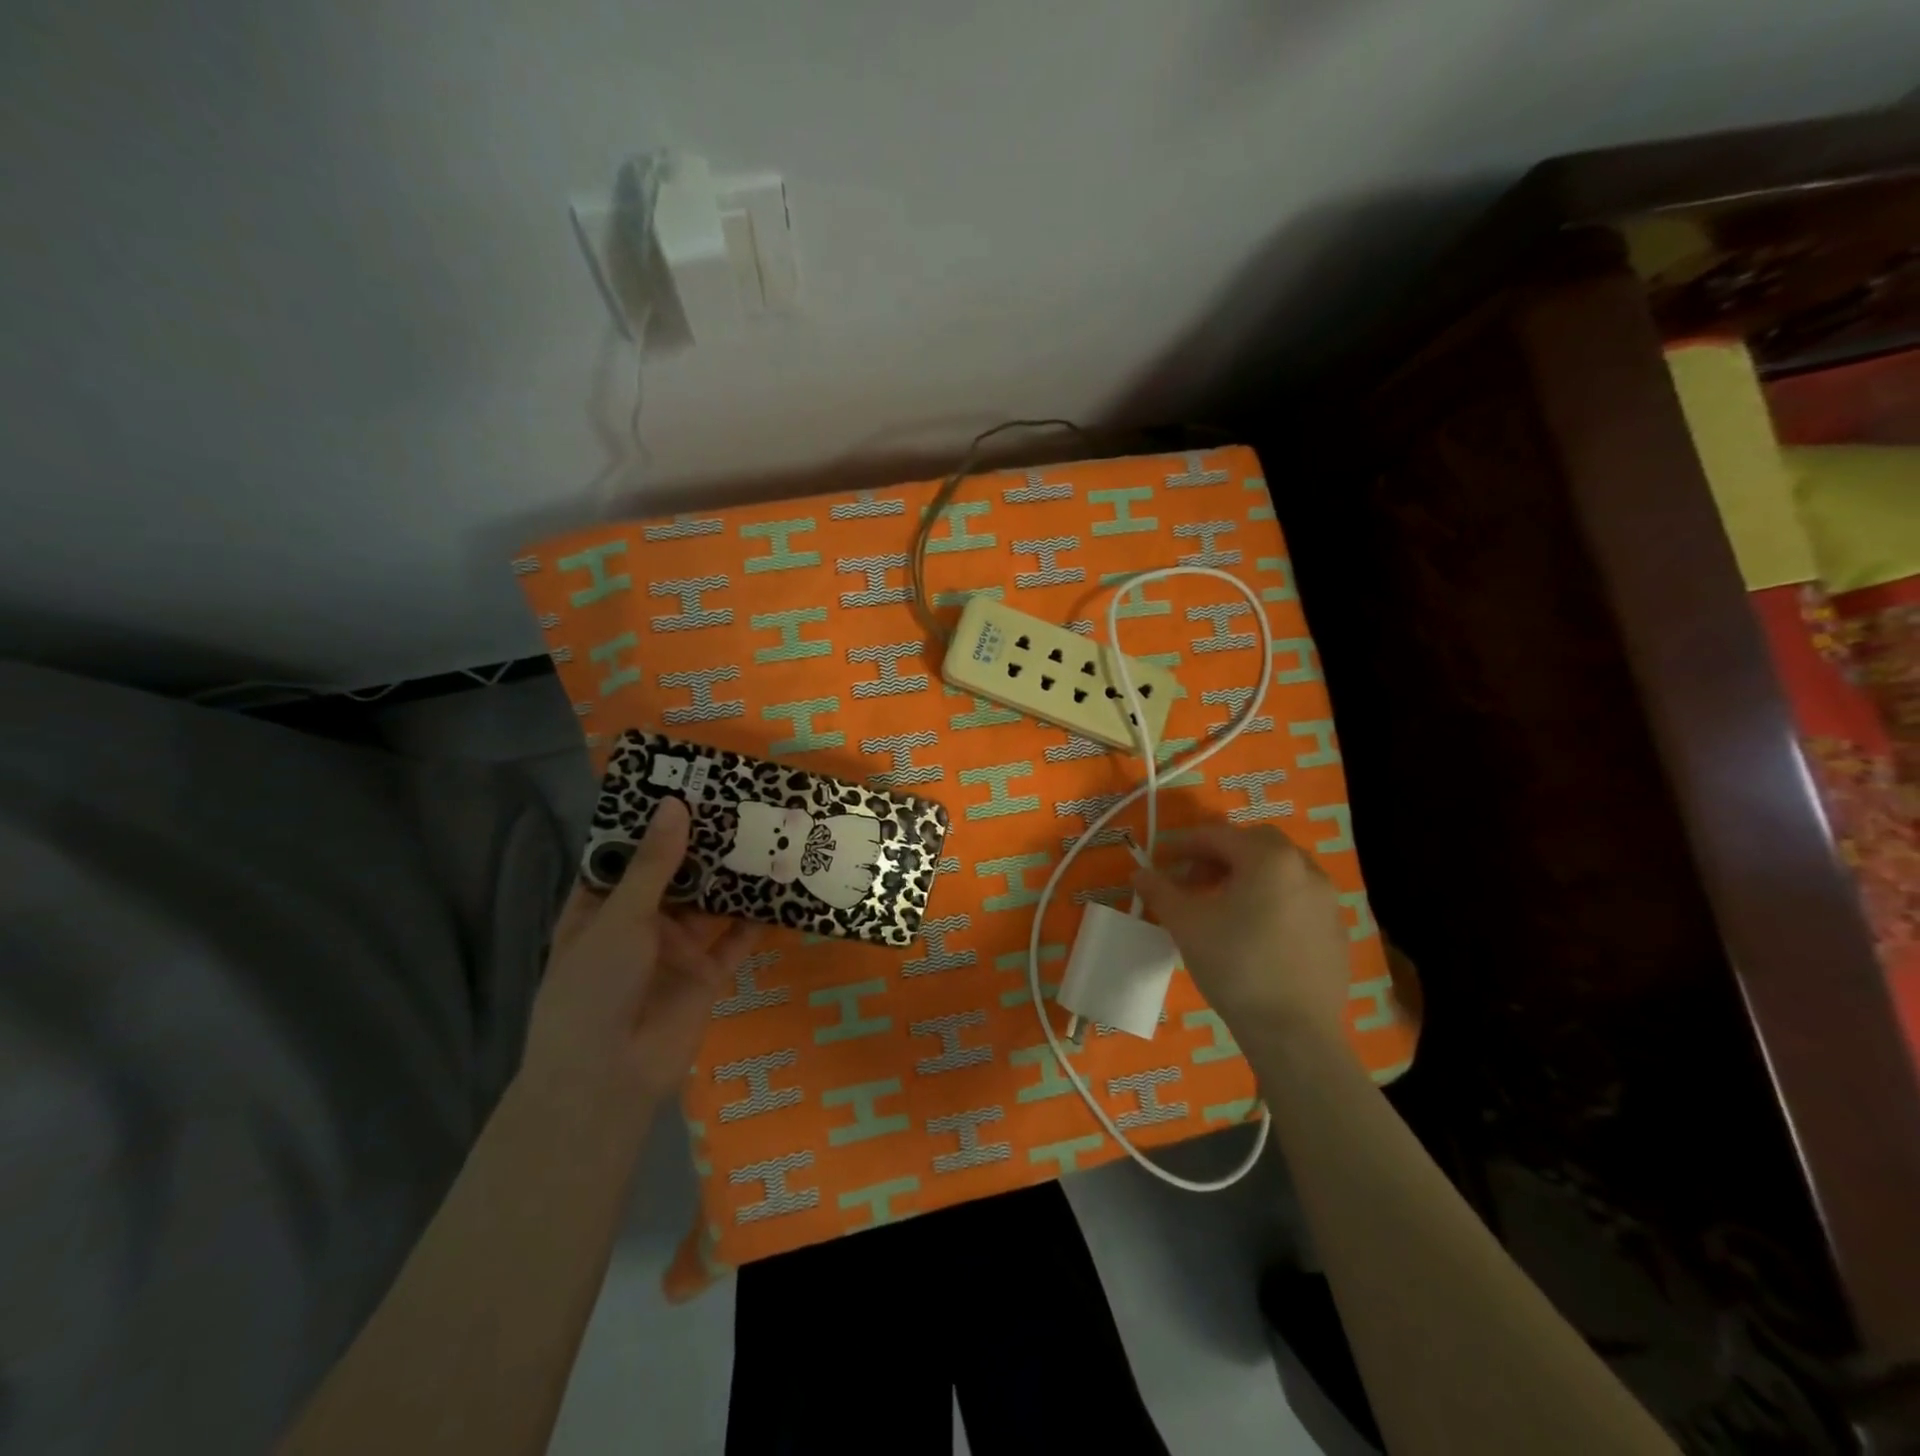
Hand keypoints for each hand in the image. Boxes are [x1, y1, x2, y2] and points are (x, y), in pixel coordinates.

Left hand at [518, 799, 757, 1133]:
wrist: (607, 1080)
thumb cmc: (593, 990)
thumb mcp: (619, 919)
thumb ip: (653, 865)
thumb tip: (676, 805)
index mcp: (602, 907)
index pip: (627, 854)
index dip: (653, 822)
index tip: (685, 783)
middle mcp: (641, 922)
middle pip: (676, 874)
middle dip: (704, 843)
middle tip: (740, 799)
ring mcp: (677, 948)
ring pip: (711, 902)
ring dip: (734, 873)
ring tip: (767, 830)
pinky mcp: (710, 973)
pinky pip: (738, 938)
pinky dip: (759, 916)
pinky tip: (784, 884)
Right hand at [1132, 822, 1350, 1054]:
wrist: (1294, 1033)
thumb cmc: (1235, 966)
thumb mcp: (1186, 925)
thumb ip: (1160, 891)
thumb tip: (1138, 873)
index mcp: (1269, 858)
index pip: (1218, 836)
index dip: (1184, 845)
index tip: (1162, 861)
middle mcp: (1305, 868)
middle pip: (1256, 844)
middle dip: (1221, 855)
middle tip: (1194, 880)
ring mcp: (1328, 900)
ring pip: (1281, 870)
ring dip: (1249, 875)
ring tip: (1223, 905)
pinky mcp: (1337, 931)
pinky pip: (1299, 898)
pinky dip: (1273, 899)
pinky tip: (1255, 932)